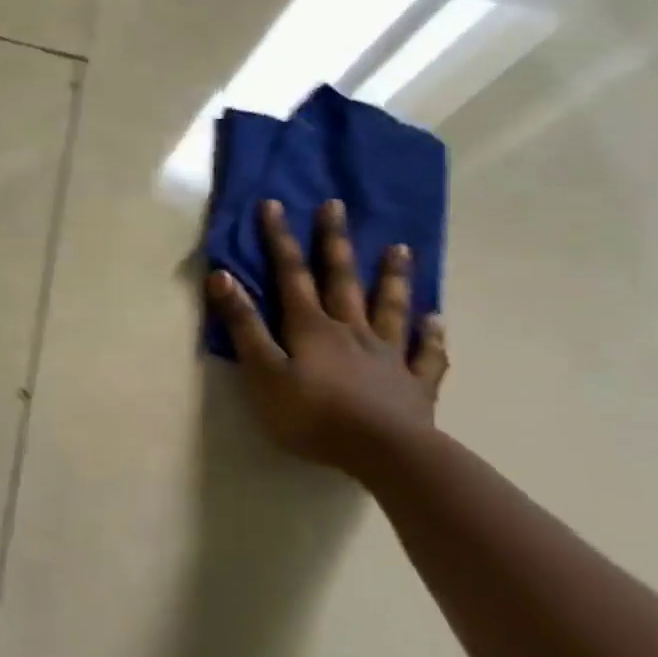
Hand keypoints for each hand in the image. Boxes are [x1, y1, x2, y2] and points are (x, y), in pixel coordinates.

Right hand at [205, 198, 448, 470]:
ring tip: (399, 248)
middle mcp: (351, 330)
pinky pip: (427, 353)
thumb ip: (243, 325)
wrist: (384, 453)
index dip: (279, 239)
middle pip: (341, 279)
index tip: (274, 204)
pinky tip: (435, 320)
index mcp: (311, 327)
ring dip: (391, 277)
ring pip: (389, 307)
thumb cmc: (312, 414)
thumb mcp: (263, 371)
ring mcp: (388, 355)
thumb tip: (222, 277)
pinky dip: (431, 335)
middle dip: (334, 242)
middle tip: (336, 205)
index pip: (291, 274)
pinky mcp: (415, 383)